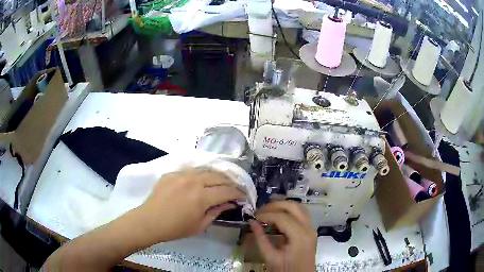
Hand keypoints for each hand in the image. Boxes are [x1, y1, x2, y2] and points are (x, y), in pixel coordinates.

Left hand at [132, 168, 245, 244]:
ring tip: (221, 181)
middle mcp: (194, 181)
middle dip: (230, 182)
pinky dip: (200, 174)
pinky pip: (191, 170)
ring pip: (205, 170)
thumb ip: (216, 212)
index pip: (227, 191)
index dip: (238, 193)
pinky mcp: (172, 173)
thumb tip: (229, 203)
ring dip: (216, 176)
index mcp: (202, 197)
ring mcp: (182, 175)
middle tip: (235, 188)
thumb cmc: (176, 228)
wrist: (150, 221)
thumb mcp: (200, 225)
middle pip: (218, 176)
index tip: (243, 195)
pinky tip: (201, 179)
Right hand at [248, 201, 316, 271]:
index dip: (266, 215)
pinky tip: (277, 217)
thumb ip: (260, 239)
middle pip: (293, 206)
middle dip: (274, 205)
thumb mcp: (270, 257)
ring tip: (267, 211)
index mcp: (300, 237)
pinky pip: (301, 214)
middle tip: (259, 211)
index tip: (253, 217)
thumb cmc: (285, 270)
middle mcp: (309, 228)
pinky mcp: (310, 231)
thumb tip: (251, 222)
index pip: (282, 217)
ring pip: (298, 207)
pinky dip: (288, 212)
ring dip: (282, 206)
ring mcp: (311, 228)